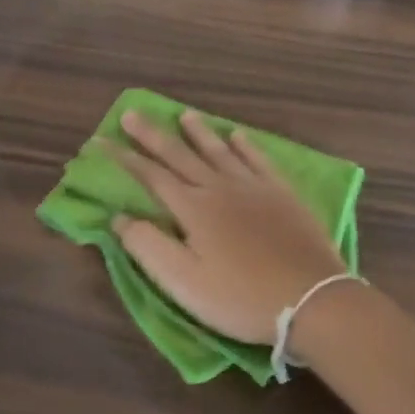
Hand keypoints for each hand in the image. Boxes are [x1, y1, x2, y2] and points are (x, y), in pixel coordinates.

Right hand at [111, 109, 348, 346]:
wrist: (313, 300)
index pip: (150, 175)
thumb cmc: (240, 297)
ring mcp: (254, 188)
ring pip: (219, 151)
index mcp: (192, 208)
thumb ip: (147, 245)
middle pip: (180, 155)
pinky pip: (259, 161)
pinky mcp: (283, 196)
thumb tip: (118, 217)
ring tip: (184, 114)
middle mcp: (219, 188)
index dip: (123, 157)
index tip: (101, 140)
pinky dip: (245, 146)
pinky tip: (238, 136)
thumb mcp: (182, 281)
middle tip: (133, 113)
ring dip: (198, 133)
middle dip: (153, 135)